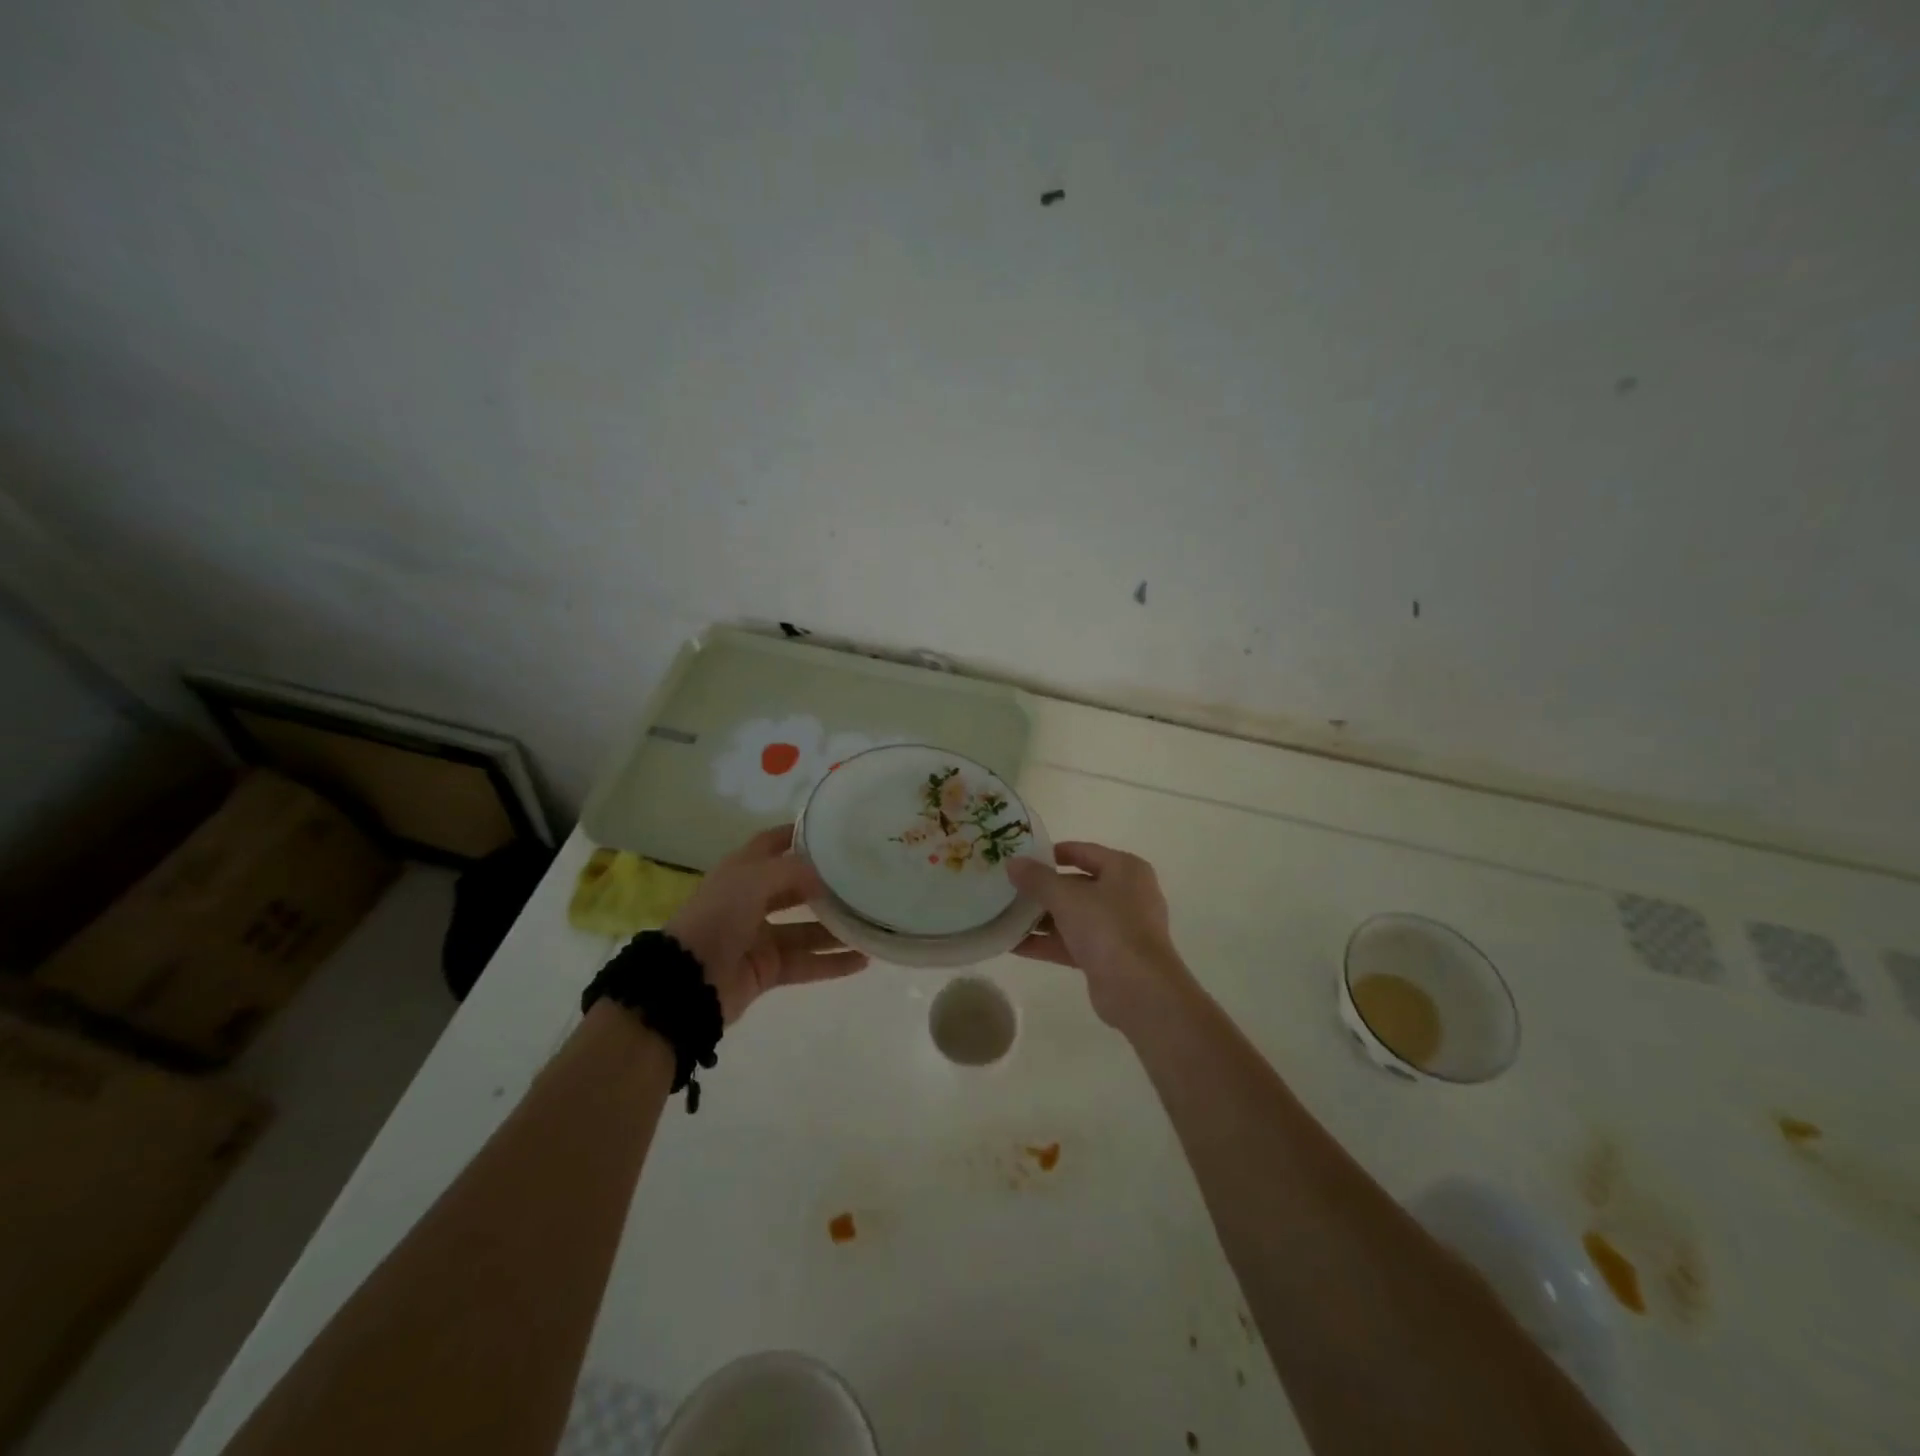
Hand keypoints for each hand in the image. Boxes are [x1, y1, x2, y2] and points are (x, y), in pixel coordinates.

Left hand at [664, 826, 867, 1023]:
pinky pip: (807, 963)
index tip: (834, 831)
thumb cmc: (719, 916)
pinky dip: (833, 963)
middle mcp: (752, 900)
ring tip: (872, 923)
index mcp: (742, 871)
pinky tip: (863, 959)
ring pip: (807, 929)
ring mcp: (760, 937)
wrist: (688, 980)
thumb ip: (793, 870)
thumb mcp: (753, 879)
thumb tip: (825, 875)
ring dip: (837, 928)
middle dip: (827, 885)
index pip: (774, 843)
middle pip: (796, 888)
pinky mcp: (768, 969)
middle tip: (864, 881)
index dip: (799, 835)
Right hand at [1006, 842, 1192, 1028]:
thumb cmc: (1107, 927)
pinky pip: (1072, 942)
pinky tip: (1011, 944)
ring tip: (1002, 915)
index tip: (1020, 858)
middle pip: (1076, 885)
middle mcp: (1125, 894)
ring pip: (1073, 916)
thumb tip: (1012, 862)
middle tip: (1007, 888)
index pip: (1083, 852)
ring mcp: (1118, 928)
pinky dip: (1046, 942)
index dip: (1051, 853)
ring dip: (1040, 918)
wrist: (1139, 990)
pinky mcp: (1108, 957)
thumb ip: (1037, 879)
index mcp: (1124, 869)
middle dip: (1042, 889)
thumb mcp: (1066, 897)